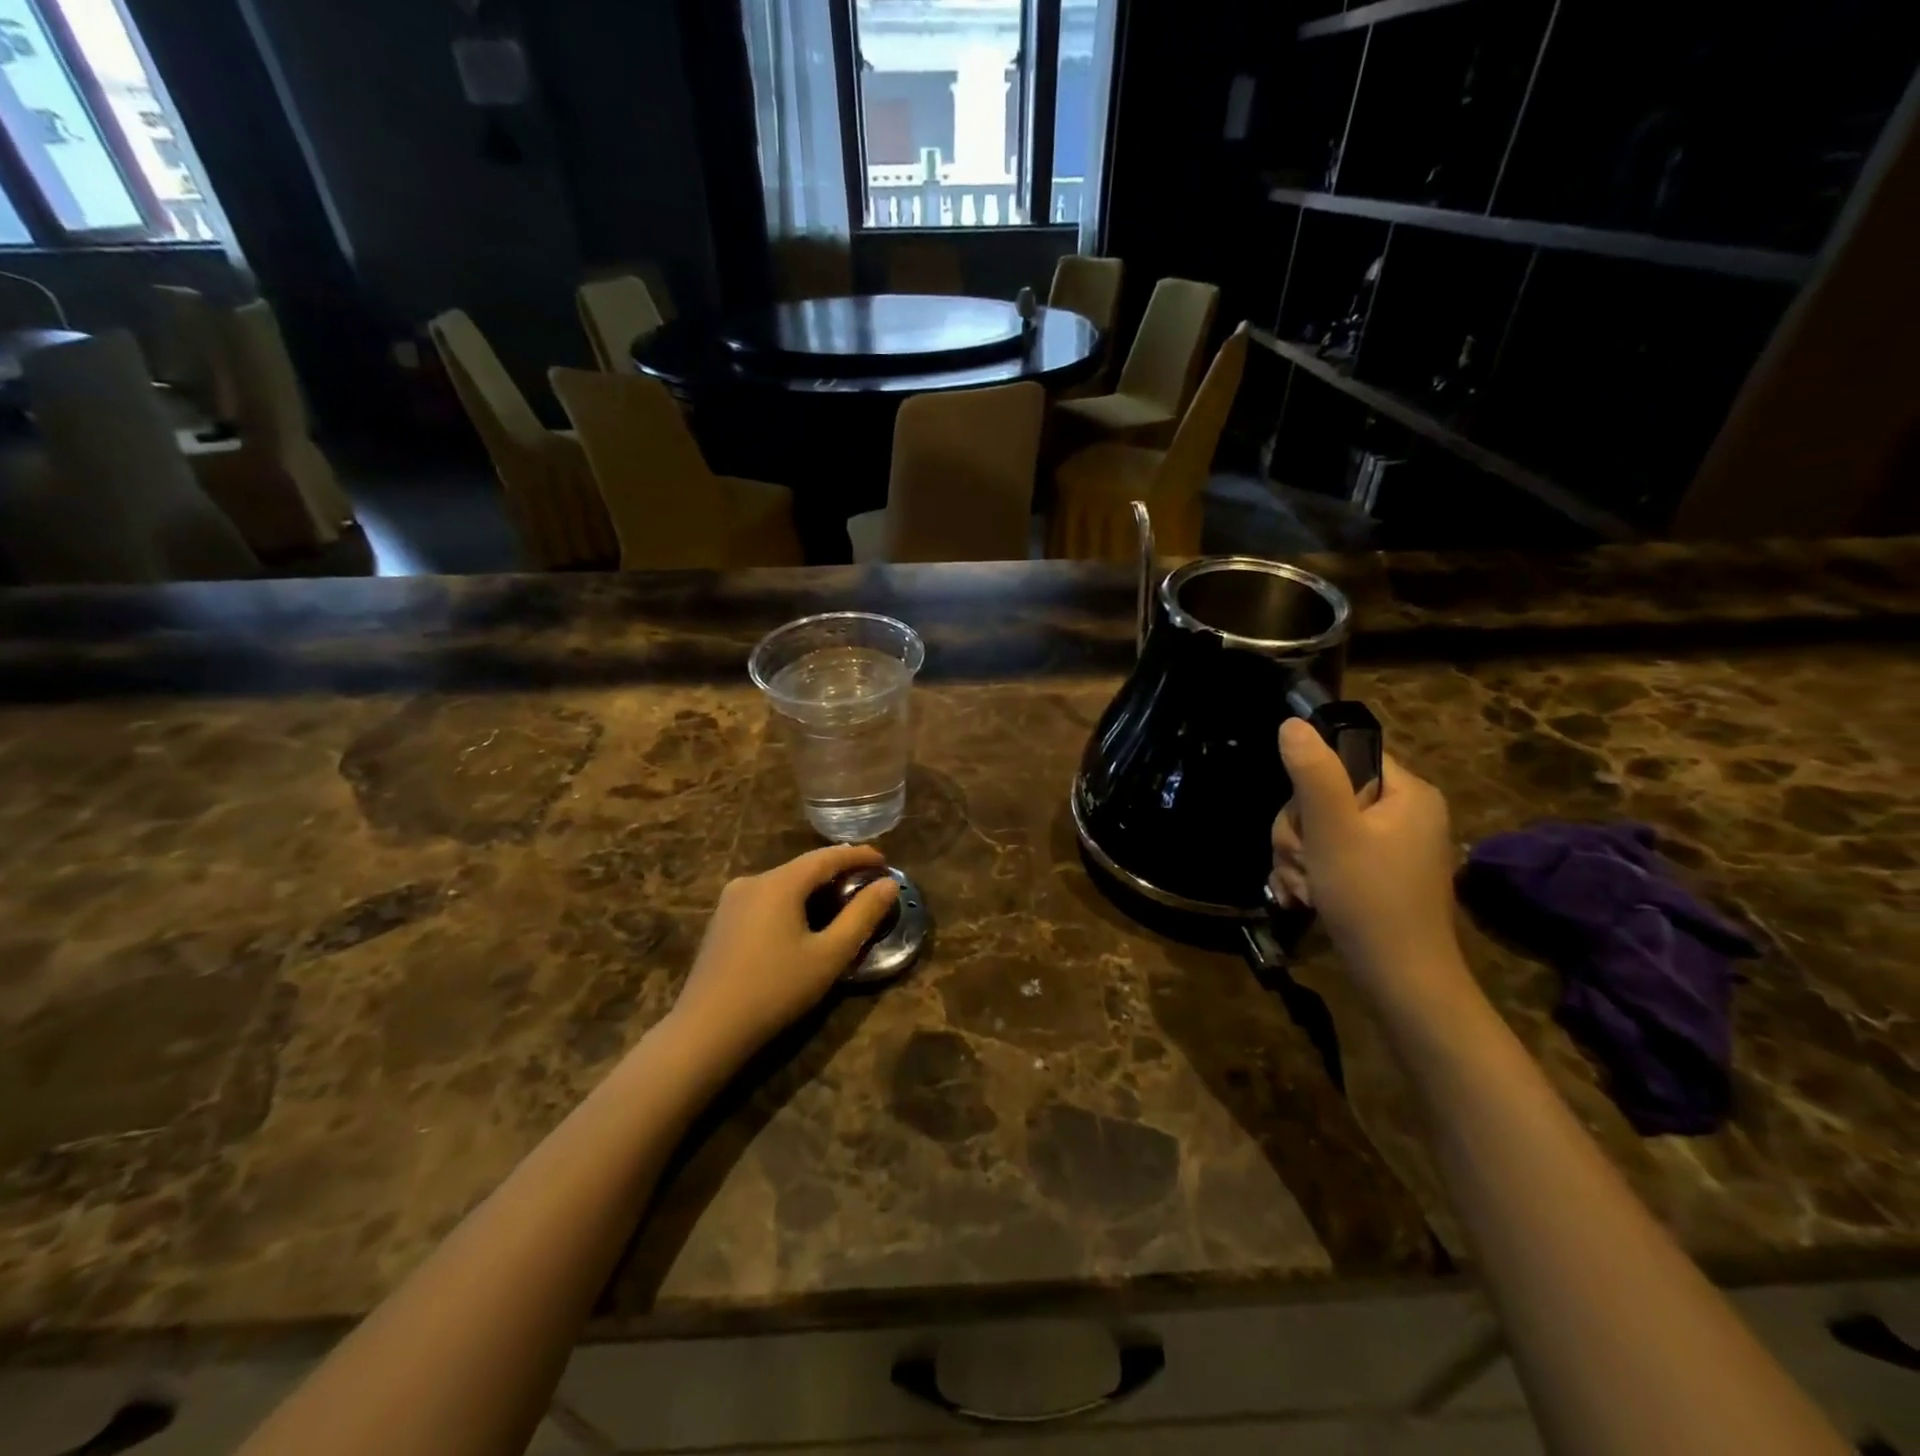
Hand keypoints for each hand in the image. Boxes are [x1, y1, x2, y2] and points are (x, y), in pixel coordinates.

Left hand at [666, 845, 899, 1072]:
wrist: (706, 1030)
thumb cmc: (775, 990)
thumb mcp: (829, 955)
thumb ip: (862, 916)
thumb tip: (889, 885)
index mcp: (779, 883)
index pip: (826, 856)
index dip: (858, 855)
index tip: (884, 861)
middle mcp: (753, 881)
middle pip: (803, 868)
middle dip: (837, 872)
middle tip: (866, 884)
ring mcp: (732, 900)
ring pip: (783, 883)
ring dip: (813, 888)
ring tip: (839, 902)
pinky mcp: (722, 921)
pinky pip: (766, 899)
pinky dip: (791, 902)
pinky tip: (802, 922)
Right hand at [1271, 718, 1468, 1007]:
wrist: (1400, 982)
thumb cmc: (1370, 899)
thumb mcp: (1333, 830)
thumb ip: (1312, 773)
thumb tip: (1292, 724)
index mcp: (1407, 793)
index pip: (1347, 756)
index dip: (1312, 782)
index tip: (1307, 819)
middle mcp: (1403, 814)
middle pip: (1324, 795)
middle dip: (1298, 831)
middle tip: (1301, 862)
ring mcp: (1390, 847)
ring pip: (1318, 829)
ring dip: (1296, 857)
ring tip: (1301, 888)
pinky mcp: (1375, 875)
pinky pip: (1327, 856)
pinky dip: (1308, 874)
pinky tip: (1302, 897)